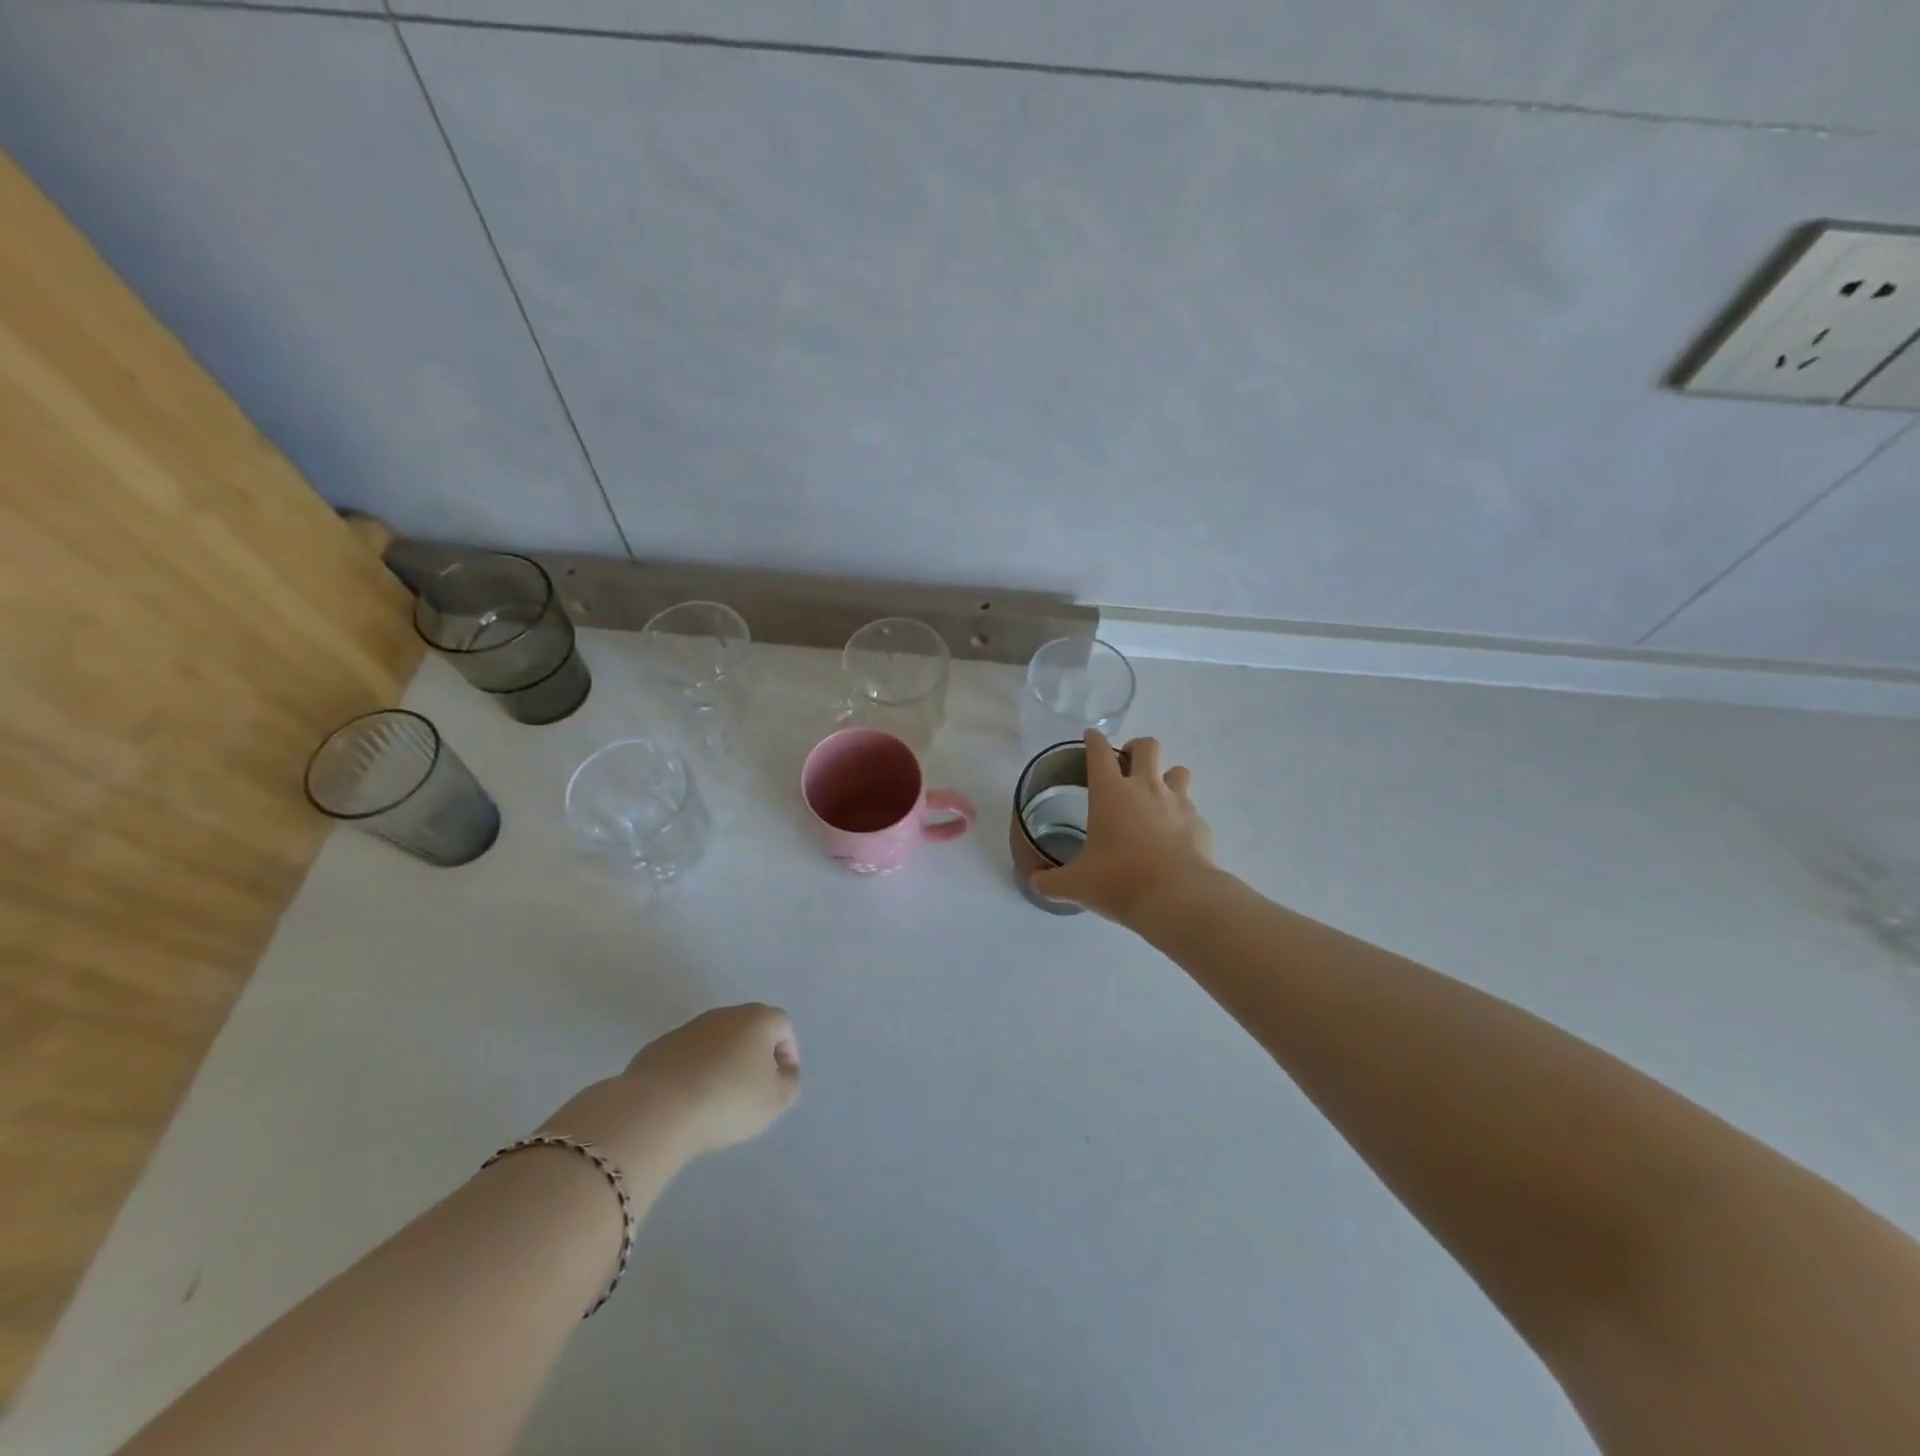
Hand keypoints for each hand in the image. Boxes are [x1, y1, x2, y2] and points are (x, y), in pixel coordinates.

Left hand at [543, 1004, 800, 1170]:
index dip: (787, 1052)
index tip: (780, 1081)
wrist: (657, 1110)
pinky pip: (686, 1056)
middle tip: (752, 1088)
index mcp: (758, 1019)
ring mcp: (688, 1028)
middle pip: (749, 1028)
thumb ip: (789, 1082)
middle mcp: (725, 1014)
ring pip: (716, 1041)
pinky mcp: (659, 1046)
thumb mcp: (775, 1101)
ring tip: (717, 1097)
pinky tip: (688, 1099)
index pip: (782, 1025)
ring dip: (722, 1061)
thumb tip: (783, 1071)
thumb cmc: (728, 1101)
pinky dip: (693, 1071)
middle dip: (754, 1054)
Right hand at [1030, 732, 1213, 925]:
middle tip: (1127, 764)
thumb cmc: (1120, 882)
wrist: (1179, 899)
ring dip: (1166, 776)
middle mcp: (1146, 788)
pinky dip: (1182, 816)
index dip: (1093, 740)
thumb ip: (1051, 881)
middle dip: (1136, 748)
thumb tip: (1035, 882)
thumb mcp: (1076, 885)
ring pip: (1178, 770)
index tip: (1090, 737)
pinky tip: (1174, 836)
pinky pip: (1192, 808)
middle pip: (1147, 746)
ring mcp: (1178, 803)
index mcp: (1110, 793)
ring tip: (1156, 796)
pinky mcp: (1200, 823)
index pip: (1099, 752)